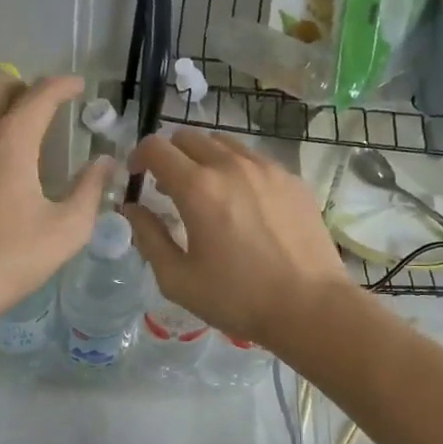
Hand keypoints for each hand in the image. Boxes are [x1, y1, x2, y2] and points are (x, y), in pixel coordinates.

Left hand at [0, 73, 108, 328]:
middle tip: (38, 106)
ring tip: (2, 122)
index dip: (63, 84)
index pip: (40, 93)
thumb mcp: (66, 230)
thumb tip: (105, 162)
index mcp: (10, 140)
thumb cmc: (9, 260)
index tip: (77, 87)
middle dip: (21, 84)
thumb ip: (90, 189)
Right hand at [121, 130, 352, 348]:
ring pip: (224, 143)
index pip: (156, 147)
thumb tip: (132, 208)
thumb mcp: (178, 278)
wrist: (310, 306)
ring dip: (204, 158)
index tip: (137, 178)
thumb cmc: (237, 297)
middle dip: (170, 155)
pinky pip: (254, 159)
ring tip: (207, 192)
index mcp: (198, 188)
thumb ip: (148, 237)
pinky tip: (243, 203)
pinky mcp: (292, 179)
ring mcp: (266, 168)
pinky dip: (236, 169)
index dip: (138, 157)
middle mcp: (231, 165)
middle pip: (188, 137)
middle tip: (169, 188)